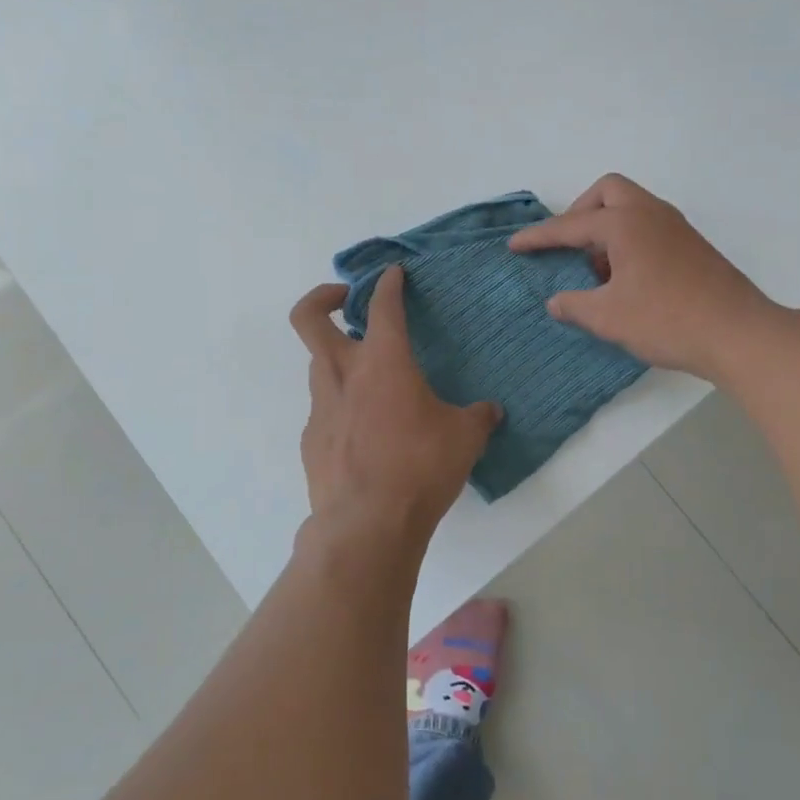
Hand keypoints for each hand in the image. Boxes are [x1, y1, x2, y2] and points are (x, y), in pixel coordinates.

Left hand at [290, 267, 500, 554]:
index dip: (388, 283)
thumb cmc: (420, 467)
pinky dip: (341, 406)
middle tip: (346, 299)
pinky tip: (366, 433)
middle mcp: (343, 374)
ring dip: (338, 358)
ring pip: (317, 364)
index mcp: (383, 362)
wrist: (366, 525)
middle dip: (323, 297)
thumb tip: (490, 411)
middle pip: (310, 318)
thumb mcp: (464, 438)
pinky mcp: (312, 439)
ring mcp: (321, 407)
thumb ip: (478, 417)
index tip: (393, 274)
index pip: (383, 306)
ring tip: (370, 378)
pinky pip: (324, 408)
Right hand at [509, 174, 778, 380]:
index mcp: (625, 224)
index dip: (539, 237)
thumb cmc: (667, 320)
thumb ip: (575, 305)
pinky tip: (626, 279)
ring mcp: (676, 227)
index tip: (515, 246)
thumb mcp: (609, 317)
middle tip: (569, 246)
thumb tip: (556, 301)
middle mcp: (650, 214)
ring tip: (597, 271)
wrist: (738, 333)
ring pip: (632, 207)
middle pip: (607, 192)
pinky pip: (649, 226)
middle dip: (580, 212)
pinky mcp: (692, 245)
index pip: (570, 225)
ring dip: (607, 228)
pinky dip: (629, 240)